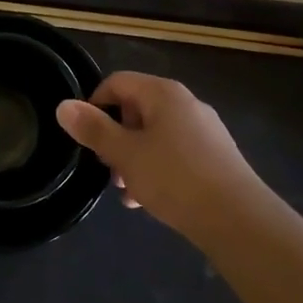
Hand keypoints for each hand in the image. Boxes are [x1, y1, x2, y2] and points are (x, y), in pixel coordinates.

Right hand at [56, 72, 272, 240]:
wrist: (238, 219)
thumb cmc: (174, 178)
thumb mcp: (125, 155)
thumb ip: (94, 129)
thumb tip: (64, 106)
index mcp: (163, 93)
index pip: (117, 82)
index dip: (94, 105)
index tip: (85, 137)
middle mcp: (186, 103)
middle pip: (136, 109)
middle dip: (115, 138)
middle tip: (106, 168)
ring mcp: (204, 130)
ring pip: (155, 135)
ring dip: (134, 158)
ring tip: (126, 191)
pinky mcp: (215, 156)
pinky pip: (175, 153)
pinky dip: (157, 169)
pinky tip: (149, 200)